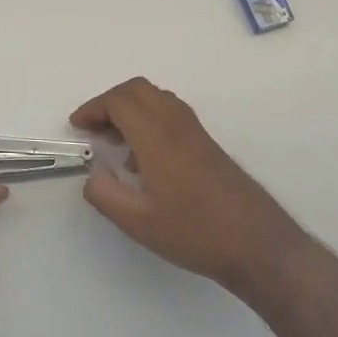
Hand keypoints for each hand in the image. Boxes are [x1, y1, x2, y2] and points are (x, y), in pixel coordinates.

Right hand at [71, 77, 282, 287]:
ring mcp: (197, 134)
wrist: (260, 246)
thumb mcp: (138, 223)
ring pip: (158, 99)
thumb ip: (105, 194)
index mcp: (157, 137)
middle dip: (110, 102)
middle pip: (138, 90)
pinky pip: (172, 114)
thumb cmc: (196, 233)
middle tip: (95, 129)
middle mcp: (177, 125)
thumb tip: (93, 174)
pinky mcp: (209, 146)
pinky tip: (146, 160)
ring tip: (116, 143)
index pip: (120, 101)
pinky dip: (150, 121)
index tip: (78, 128)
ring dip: (131, 110)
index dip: (93, 108)